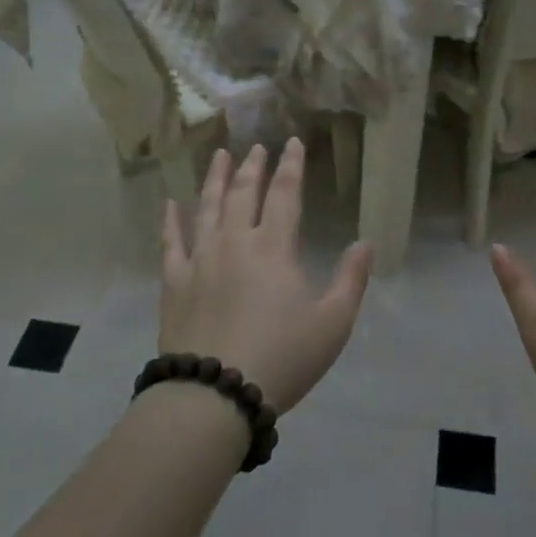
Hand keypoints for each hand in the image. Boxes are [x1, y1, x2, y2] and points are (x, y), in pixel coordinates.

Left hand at [160, 139, 372, 413]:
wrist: (215, 394)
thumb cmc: (282, 358)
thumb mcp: (333, 324)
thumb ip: (351, 279)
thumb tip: (365, 242)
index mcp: (274, 248)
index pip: (284, 194)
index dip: (291, 166)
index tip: (292, 142)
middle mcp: (235, 242)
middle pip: (242, 193)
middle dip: (252, 166)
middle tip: (257, 146)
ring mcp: (200, 260)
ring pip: (206, 208)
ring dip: (214, 179)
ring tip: (219, 156)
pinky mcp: (174, 283)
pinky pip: (171, 243)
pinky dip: (170, 221)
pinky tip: (170, 204)